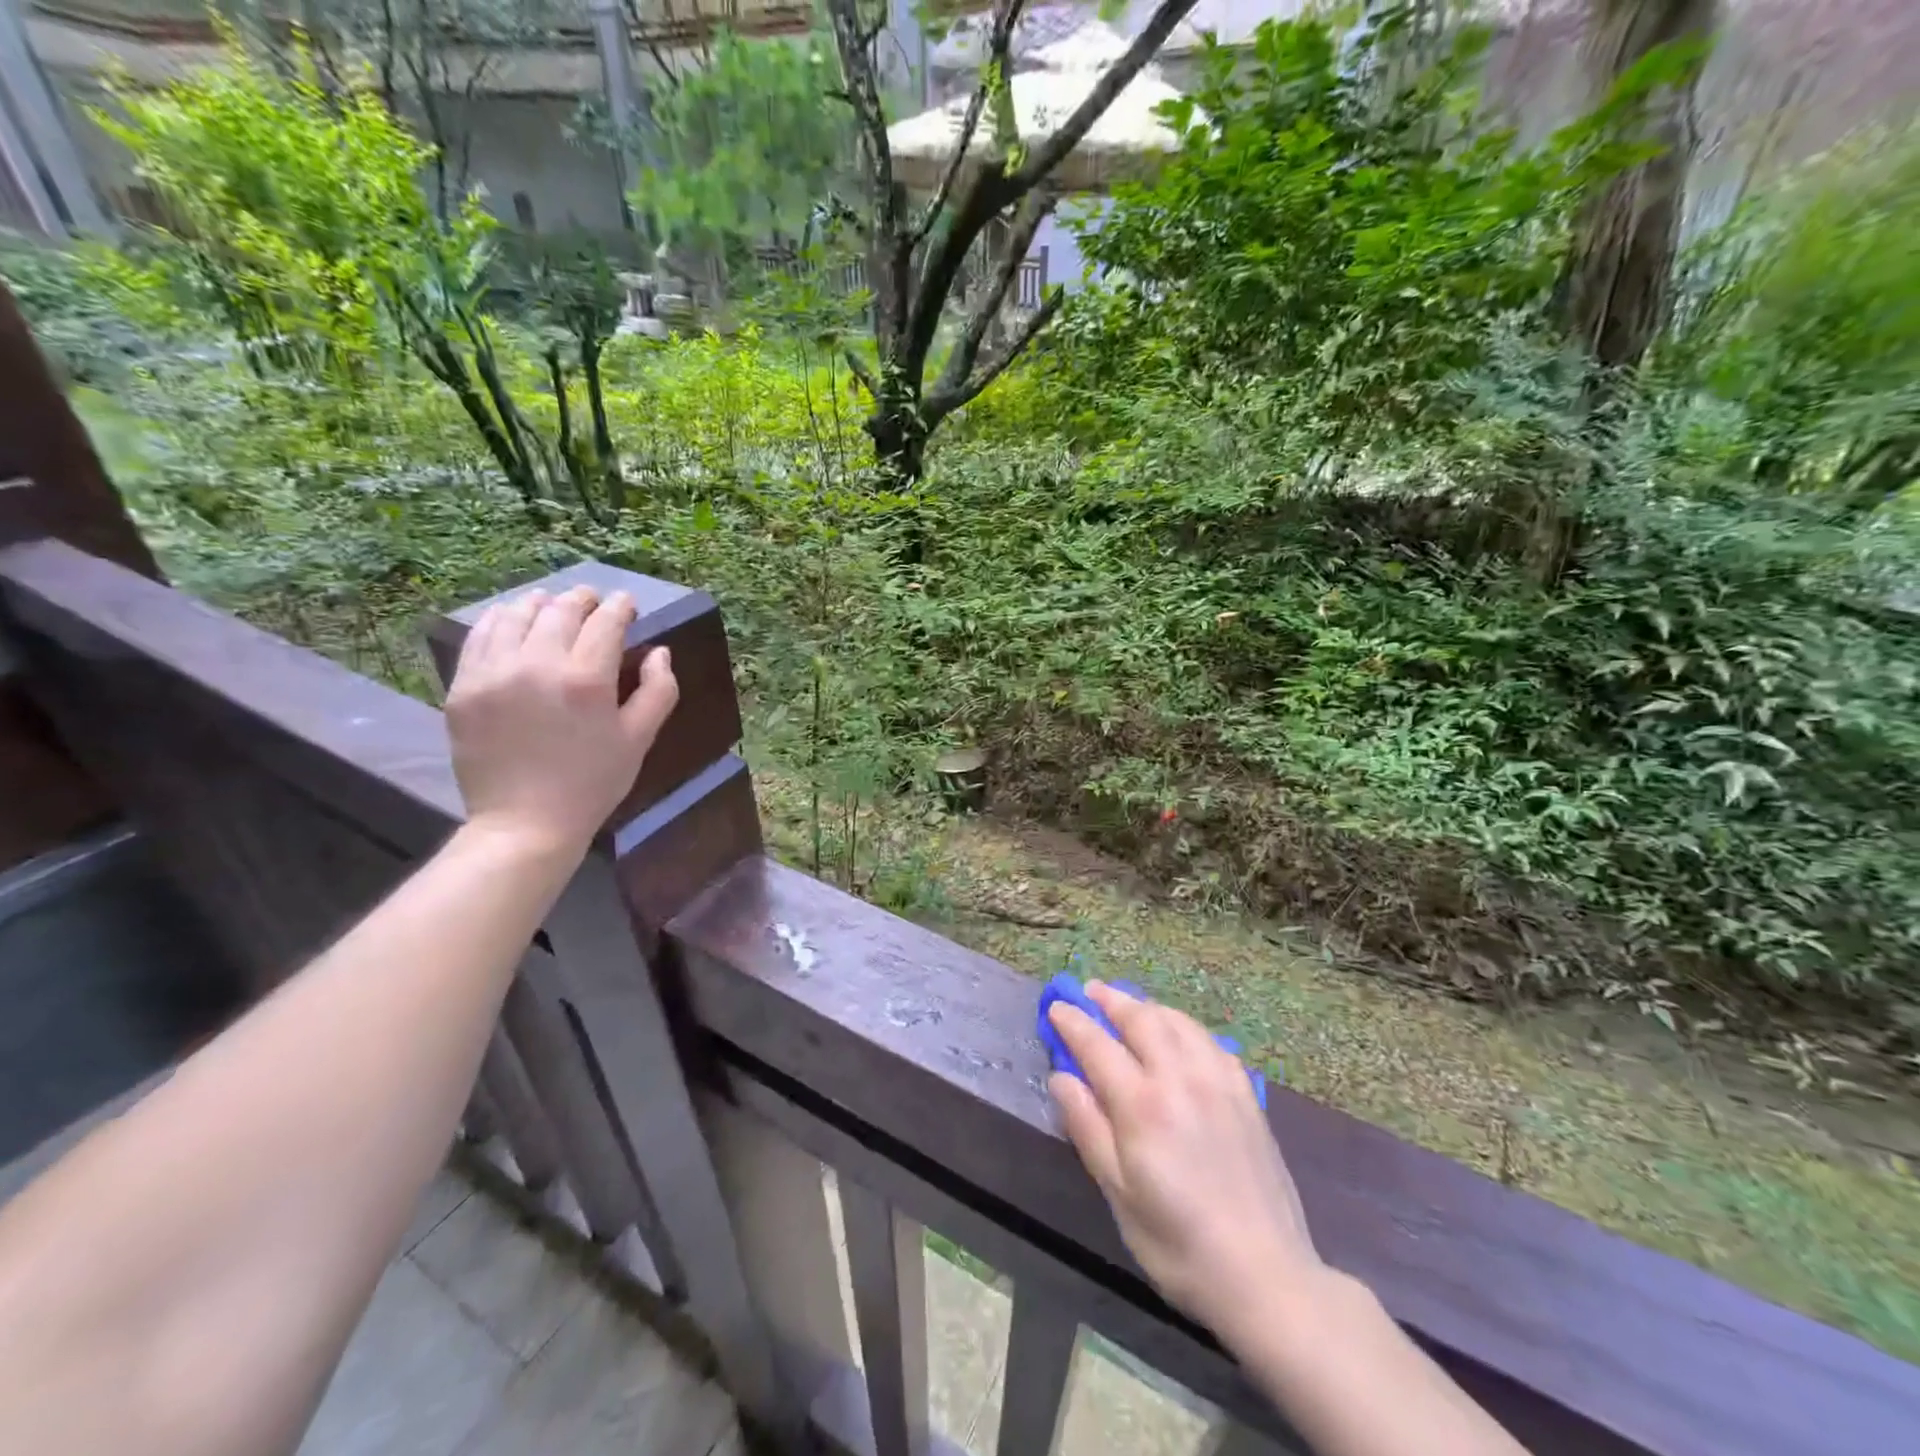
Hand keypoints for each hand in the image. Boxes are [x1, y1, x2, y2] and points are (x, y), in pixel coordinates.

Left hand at [445, 585, 678, 857]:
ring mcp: (494, 674)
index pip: (606, 622)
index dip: (620, 607)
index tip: (627, 603)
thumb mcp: (639, 739)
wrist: (525, 823)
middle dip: (582, 599)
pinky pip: (479, 637)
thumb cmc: (593, 782)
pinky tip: (511, 621)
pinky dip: (499, 621)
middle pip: (561, 611)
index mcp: (587, 680)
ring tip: (550, 604)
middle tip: (592, 600)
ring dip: (539, 604)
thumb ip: (659, 690)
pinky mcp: (463, 687)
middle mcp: (538, 665)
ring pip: (516, 615)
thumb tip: (660, 652)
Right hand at [1048, 982, 1322, 1345]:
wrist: (1266, 1276)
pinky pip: (1209, 1040)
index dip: (1073, 1022)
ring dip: (1147, 1006)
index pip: (1097, 1044)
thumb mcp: (1118, 1194)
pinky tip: (1179, 1034)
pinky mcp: (1245, 1094)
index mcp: (1142, 1104)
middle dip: (1111, 999)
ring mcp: (1218, 1081)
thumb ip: (1087, 1127)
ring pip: (1177, 1021)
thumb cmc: (1178, 1244)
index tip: (1056, 1007)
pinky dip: (1184, 1025)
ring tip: (1129, 1004)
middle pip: (1141, 1018)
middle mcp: (1180, 1077)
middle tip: (1089, 991)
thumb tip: (1060, 1076)